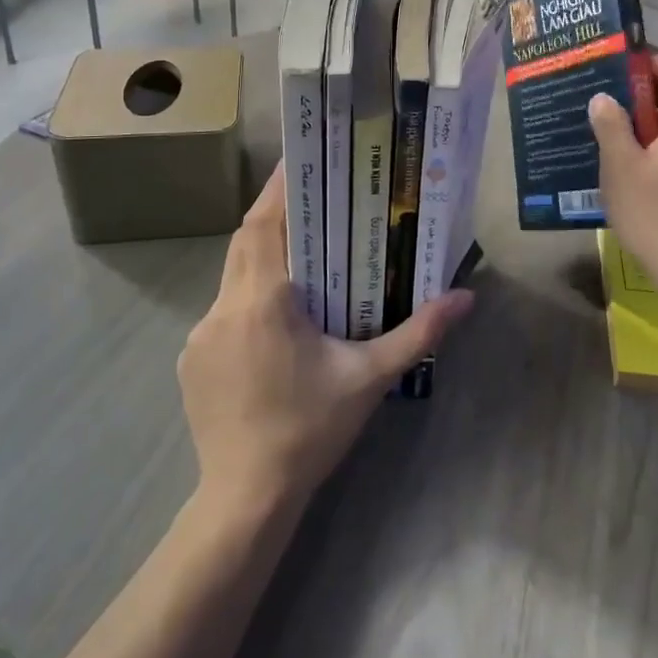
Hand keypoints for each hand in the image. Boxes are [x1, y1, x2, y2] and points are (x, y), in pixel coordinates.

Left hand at [178, 165, 472, 516]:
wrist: (245, 498)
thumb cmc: (311, 430)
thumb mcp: (370, 378)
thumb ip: (418, 333)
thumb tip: (466, 298)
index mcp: (264, 301)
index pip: (263, 225)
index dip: (277, 188)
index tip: (297, 160)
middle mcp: (224, 307)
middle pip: (245, 241)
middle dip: (273, 214)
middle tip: (310, 197)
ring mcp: (201, 334)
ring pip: (231, 274)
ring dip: (261, 256)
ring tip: (299, 252)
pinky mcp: (192, 358)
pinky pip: (222, 308)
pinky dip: (247, 295)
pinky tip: (275, 317)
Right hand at [589, 52, 657, 280]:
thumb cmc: (657, 213)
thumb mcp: (621, 166)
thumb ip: (611, 125)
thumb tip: (604, 99)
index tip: (637, 72)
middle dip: (650, 90)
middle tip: (611, 99)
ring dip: (650, 120)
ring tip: (611, 130)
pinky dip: (657, 144)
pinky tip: (626, 165)